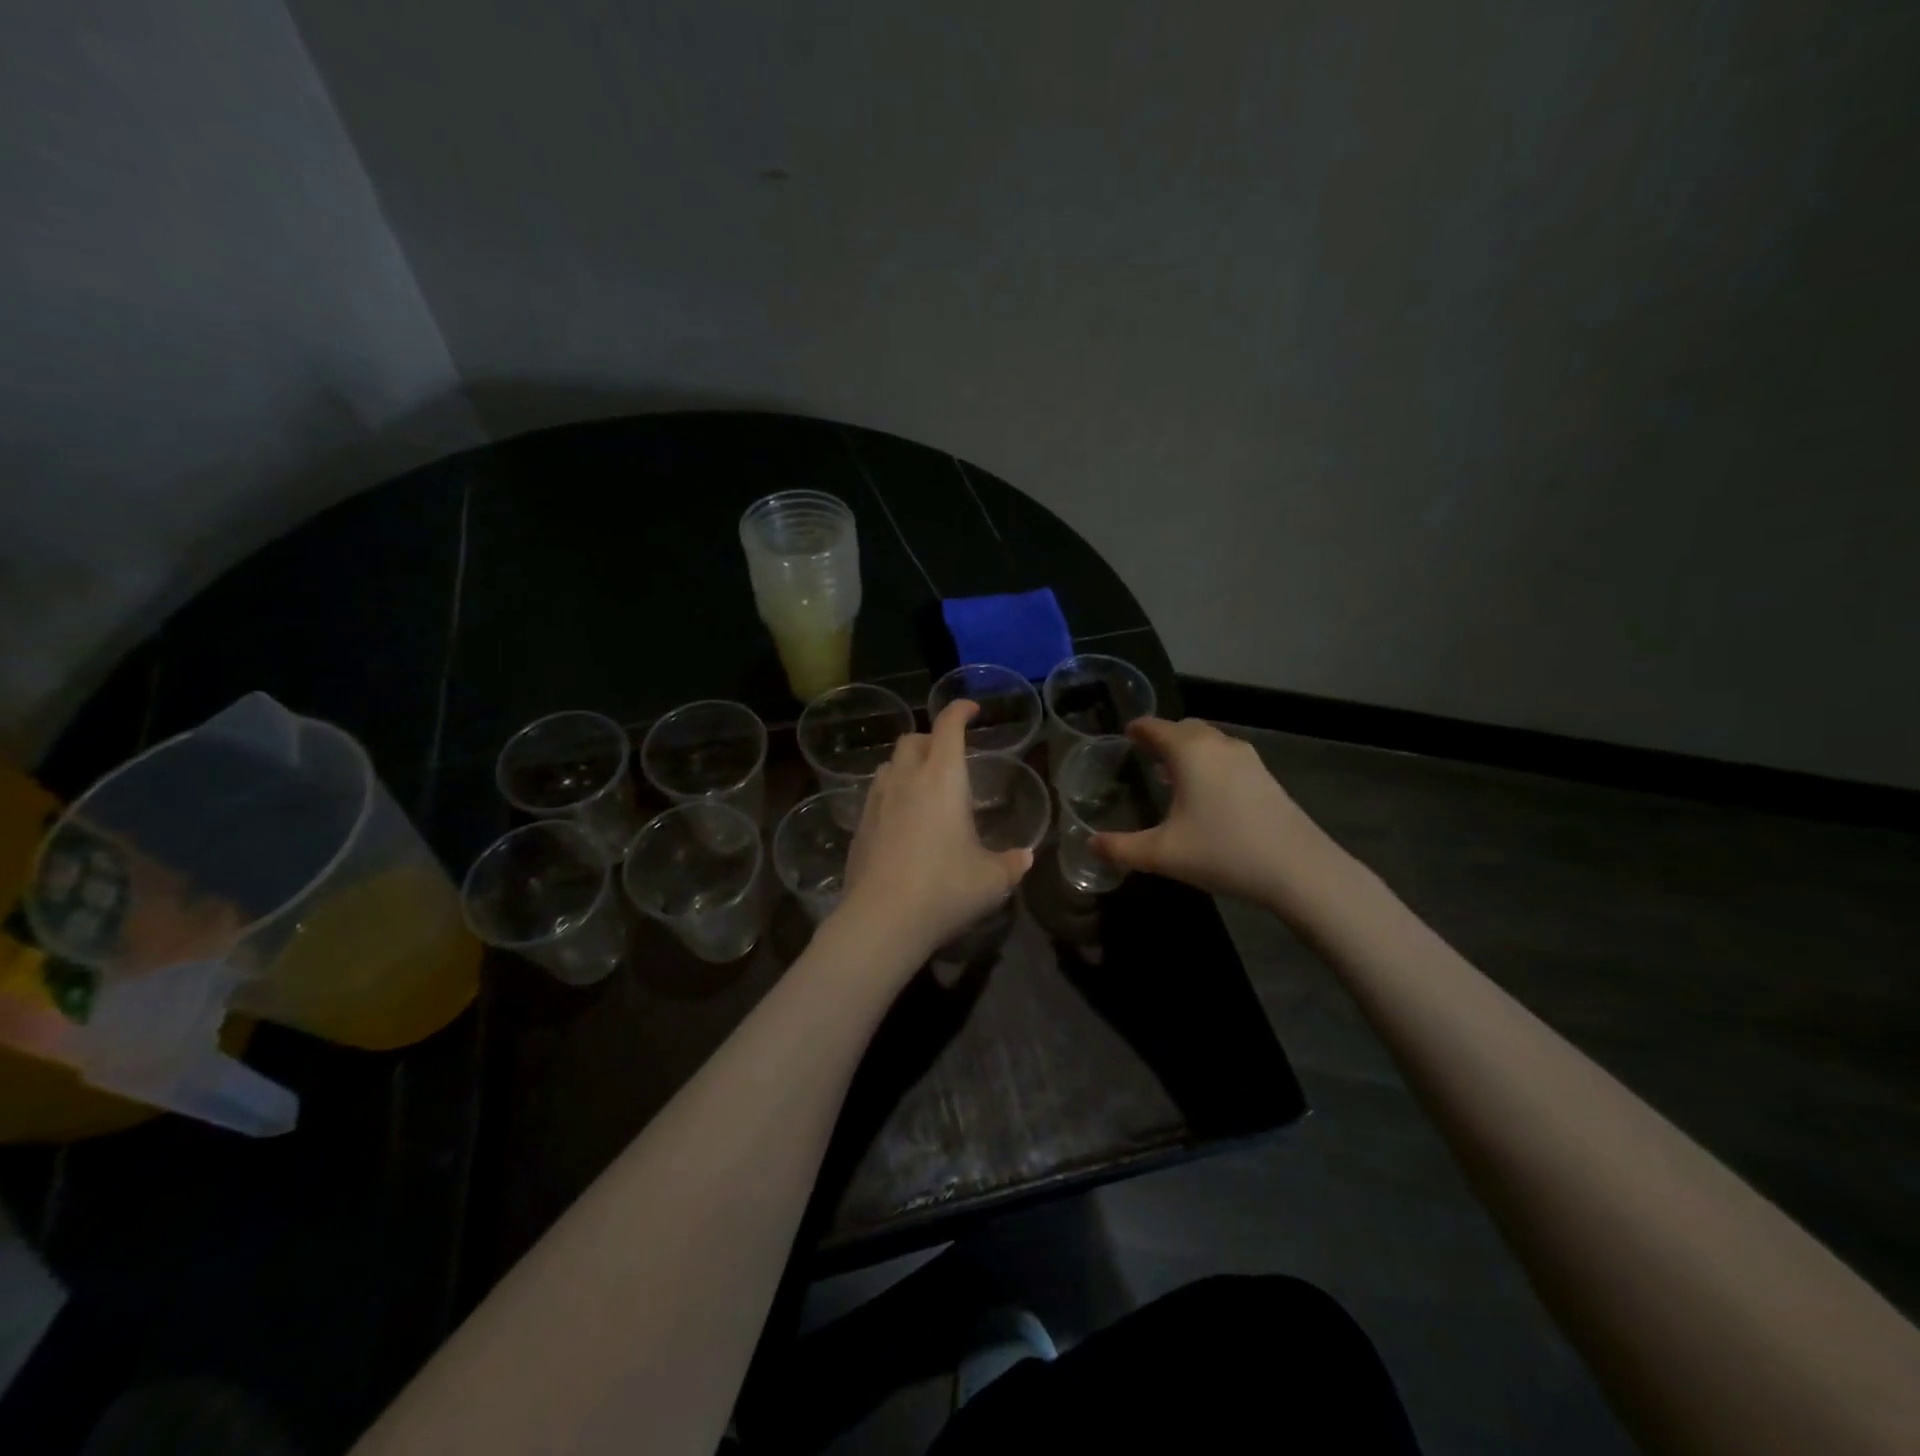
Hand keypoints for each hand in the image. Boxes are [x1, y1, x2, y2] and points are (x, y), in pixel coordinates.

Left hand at [831, 701, 1035, 969]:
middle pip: (912, 739)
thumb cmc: (945, 888)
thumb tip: (1026, 857)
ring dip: (907, 765)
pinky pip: (876, 795)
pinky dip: (891, 795)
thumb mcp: (992, 880)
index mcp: (943, 778)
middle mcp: (906, 780)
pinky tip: (901, 822)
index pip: (948, 726)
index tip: (971, 709)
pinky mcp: (859, 827)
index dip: (960, 710)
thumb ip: (1012, 863)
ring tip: (923, 787)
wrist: (881, 919)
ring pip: (889, 765)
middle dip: (931, 739)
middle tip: (949, 757)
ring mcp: (877, 801)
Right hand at [1091, 717, 1342, 909]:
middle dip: (1163, 737)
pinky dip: (1209, 763)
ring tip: (1170, 774)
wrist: (1299, 869)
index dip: (1137, 729)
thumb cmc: (1223, 851)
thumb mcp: (1162, 854)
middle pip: (1184, 728)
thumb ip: (1121, 848)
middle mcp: (1218, 745)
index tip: (1125, 734)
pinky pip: (1227, 758)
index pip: (1155, 727)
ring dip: (1187, 750)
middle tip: (1143, 753)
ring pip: (1209, 742)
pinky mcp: (1266, 778)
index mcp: (1189, 752)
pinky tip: (1204, 794)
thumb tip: (1090, 845)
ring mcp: (1248, 759)